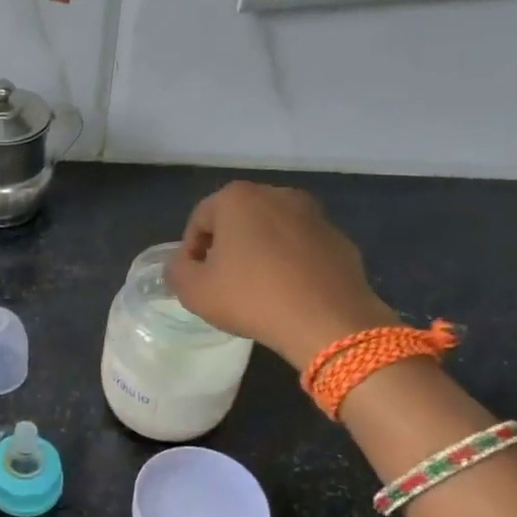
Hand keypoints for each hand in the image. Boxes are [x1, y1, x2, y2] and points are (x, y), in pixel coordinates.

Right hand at [165, 182, 396, 369]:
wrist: (328, 321)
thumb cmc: (251, 298)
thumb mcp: (194, 291)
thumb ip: (177, 270)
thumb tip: (183, 264)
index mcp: (238, 198)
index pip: (199, 220)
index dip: (190, 251)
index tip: (193, 279)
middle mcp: (277, 194)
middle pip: (237, 220)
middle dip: (226, 246)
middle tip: (221, 282)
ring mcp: (313, 215)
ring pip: (272, 231)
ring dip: (259, 252)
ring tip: (255, 288)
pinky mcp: (339, 239)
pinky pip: (301, 247)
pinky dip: (290, 262)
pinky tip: (288, 293)